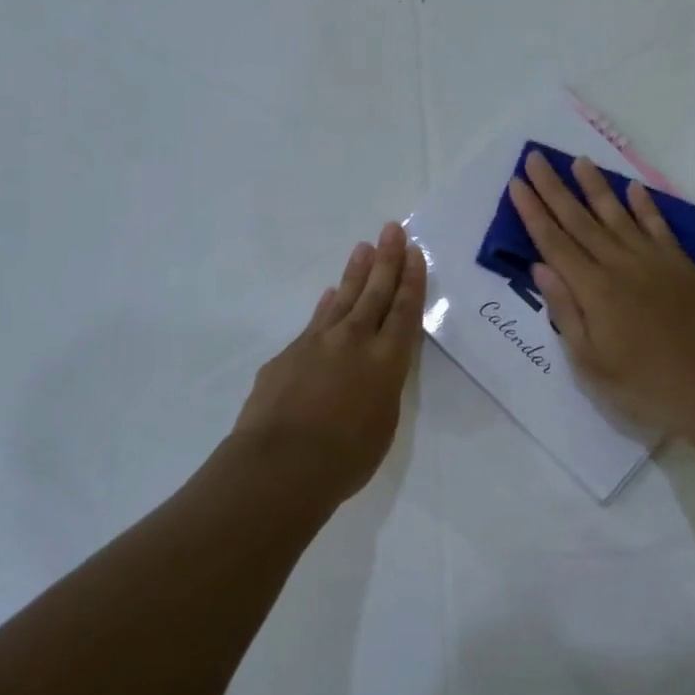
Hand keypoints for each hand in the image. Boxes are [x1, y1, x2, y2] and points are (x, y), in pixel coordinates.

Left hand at [233, 222, 426, 500]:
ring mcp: (317, 343)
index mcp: (386, 361)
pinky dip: (326, 305)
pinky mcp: (288, 354)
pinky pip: (316, 321)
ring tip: (364, 248)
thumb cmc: (345, 458)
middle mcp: (354, 341)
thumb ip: (381, 389)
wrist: (279, 465)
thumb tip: (370, 371)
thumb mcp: (382, 424)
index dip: (411, 280)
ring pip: (343, 299)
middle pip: (375, 293)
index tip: (414, 252)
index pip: (404, 311)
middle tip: (392, 229)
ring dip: (356, 273)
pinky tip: (330, 294)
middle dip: (387, 260)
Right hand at [508, 151, 694, 435]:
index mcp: (593, 290)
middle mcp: (620, 265)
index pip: (554, 242)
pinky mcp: (681, 266)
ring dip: (596, 187)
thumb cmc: (642, 385)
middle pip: (580, 220)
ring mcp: (654, 262)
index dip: (533, 212)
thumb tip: (542, 267)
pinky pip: (658, 227)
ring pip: (618, 216)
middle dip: (555, 189)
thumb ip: (566, 311)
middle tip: (537, 158)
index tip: (518, 183)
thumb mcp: (590, 362)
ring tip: (579, 161)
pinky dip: (645, 207)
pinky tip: (633, 189)